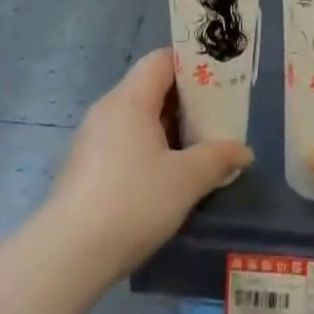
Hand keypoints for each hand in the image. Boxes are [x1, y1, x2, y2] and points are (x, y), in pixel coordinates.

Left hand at [47, 50, 252, 277]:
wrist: (69, 254)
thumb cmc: (133, 201)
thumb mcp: (186, 180)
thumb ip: (217, 159)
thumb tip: (244, 151)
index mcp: (130, 99)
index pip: (162, 60)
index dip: (191, 64)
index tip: (219, 80)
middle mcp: (108, 108)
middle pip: (150, 87)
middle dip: (186, 100)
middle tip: (217, 117)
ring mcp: (93, 137)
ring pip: (138, 117)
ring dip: (168, 127)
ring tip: (199, 148)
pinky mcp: (86, 166)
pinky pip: (124, 140)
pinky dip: (149, 147)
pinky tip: (167, 176)